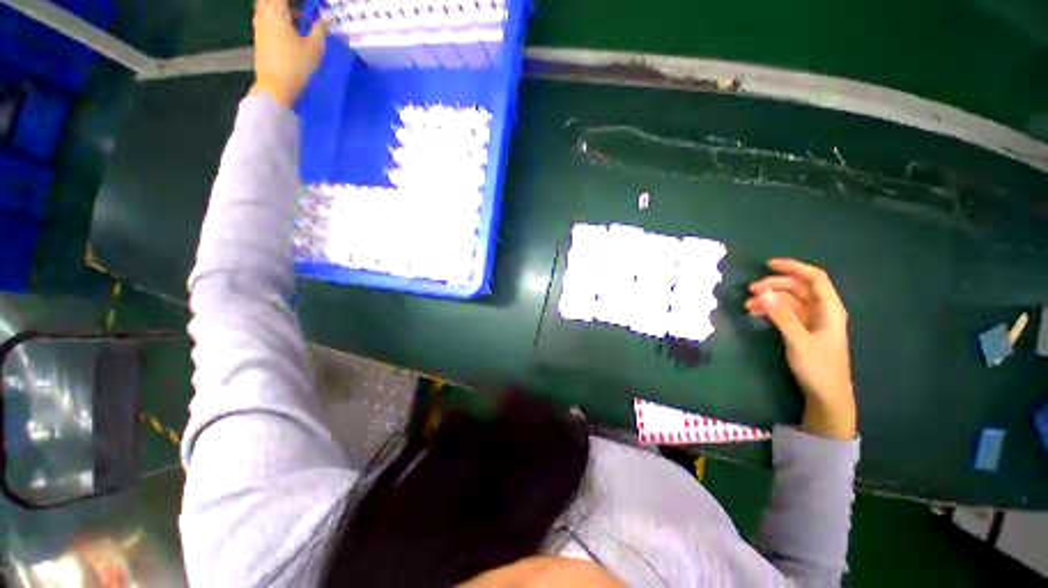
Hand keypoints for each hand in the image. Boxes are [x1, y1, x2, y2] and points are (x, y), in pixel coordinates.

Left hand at [250, 0, 326, 107]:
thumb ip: (320, 30)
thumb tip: (326, 19)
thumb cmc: (296, 66)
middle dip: (286, 3)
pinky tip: (290, 26)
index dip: (298, 0)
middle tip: (301, 9)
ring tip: (298, 15)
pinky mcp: (260, 37)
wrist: (275, 87)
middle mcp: (264, 14)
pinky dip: (277, 16)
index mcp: (277, 11)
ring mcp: (259, 26)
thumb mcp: (315, 49)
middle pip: (272, 0)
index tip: (312, 5)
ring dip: (282, 8)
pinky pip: (266, 17)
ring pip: (267, 6)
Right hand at [745, 259, 856, 439]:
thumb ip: (781, 316)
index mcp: (830, 309)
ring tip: (748, 306)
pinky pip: (785, 313)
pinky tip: (756, 314)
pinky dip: (770, 311)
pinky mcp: (803, 331)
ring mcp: (812, 322)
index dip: (794, 268)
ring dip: (769, 300)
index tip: (769, 264)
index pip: (815, 279)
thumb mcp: (798, 341)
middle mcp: (822, 311)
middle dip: (775, 286)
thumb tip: (762, 292)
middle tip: (750, 291)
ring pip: (789, 301)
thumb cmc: (818, 368)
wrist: (826, 396)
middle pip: (799, 288)